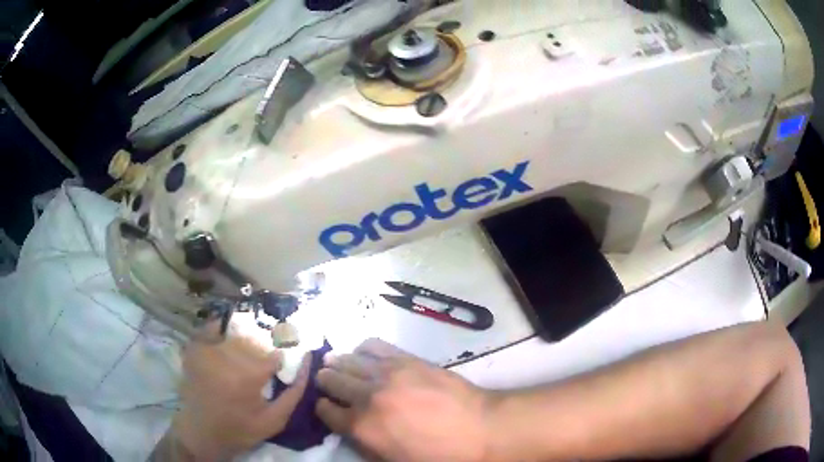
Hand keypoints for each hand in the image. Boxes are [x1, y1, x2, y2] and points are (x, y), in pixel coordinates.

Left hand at [171, 326, 310, 460]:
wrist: (202, 433)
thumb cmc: (241, 429)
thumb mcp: (275, 419)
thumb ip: (294, 392)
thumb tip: (306, 363)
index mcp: (249, 376)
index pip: (274, 355)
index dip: (280, 360)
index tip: (280, 364)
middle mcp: (227, 358)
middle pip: (254, 341)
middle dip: (263, 348)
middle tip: (261, 363)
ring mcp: (207, 351)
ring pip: (234, 335)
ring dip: (244, 341)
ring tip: (245, 354)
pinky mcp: (193, 351)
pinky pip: (209, 330)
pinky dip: (219, 329)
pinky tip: (225, 337)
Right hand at [315, 339, 493, 461]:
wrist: (480, 429)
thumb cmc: (438, 455)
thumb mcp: (393, 461)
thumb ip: (364, 444)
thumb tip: (349, 427)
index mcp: (361, 427)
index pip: (325, 411)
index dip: (322, 408)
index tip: (325, 407)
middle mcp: (367, 396)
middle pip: (331, 380)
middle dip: (325, 382)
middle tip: (327, 382)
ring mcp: (387, 373)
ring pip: (347, 360)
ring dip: (338, 363)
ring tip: (336, 364)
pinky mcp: (406, 358)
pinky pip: (373, 345)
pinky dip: (363, 349)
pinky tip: (363, 354)